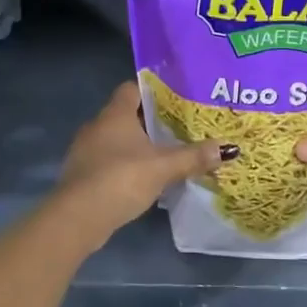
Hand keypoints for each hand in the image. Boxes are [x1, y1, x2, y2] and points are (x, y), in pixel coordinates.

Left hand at [57, 82, 224, 236]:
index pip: (132, 88)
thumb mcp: (163, 167)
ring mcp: (85, 151)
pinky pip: (108, 161)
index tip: (176, 99)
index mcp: (115, 114)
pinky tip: (143, 178)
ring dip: (137, 146)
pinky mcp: (82, 174)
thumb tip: (228, 148)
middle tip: (179, 128)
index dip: (153, 91)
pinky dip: (125, 165)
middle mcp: (97, 126)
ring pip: (117, 139)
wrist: (78, 217)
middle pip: (126, 114)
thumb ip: (193, 157)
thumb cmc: (121, 179)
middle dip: (150, 121)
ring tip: (165, 154)